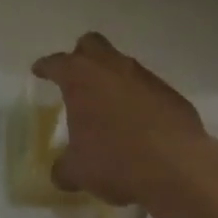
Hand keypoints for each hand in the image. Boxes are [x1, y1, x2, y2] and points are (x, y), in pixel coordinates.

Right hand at [32, 33, 217, 205]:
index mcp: (81, 77)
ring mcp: (144, 77)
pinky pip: (146, 88)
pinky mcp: (170, 93)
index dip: (45, 67)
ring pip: (122, 65)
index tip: (39, 71)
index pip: (56, 63)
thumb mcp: (79, 171)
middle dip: (81, 56)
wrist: (178, 165)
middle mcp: (112, 67)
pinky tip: (137, 124)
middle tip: (75, 77)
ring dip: (112, 79)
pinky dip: (137, 99)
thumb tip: (60, 172)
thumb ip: (64, 167)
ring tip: (108, 107)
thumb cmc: (116, 160)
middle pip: (92, 45)